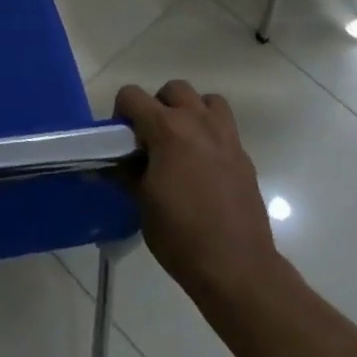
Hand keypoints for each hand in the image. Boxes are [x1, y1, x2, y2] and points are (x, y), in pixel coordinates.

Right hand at [117, 81, 285, 304]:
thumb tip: (113, 162)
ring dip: (190, 111)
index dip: (121, 112)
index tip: (120, 140)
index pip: (132, 95)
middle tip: (150, 138)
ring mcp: (226, 138)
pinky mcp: (243, 157)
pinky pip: (224, 128)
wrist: (236, 267)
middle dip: (157, 105)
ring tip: (181, 142)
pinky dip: (210, 134)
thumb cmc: (180, 234)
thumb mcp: (140, 201)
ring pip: (206, 101)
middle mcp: (198, 123)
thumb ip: (126, 172)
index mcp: (167, 129)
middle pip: (173, 89)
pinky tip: (202, 167)